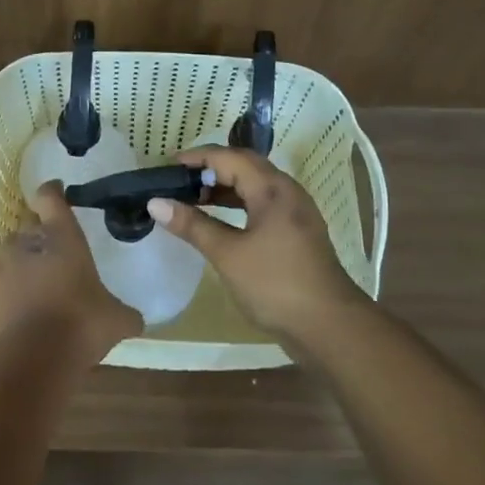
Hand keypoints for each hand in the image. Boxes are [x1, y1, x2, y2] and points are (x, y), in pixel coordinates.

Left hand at [0, 182, 142, 364]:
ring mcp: (3, 262)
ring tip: (25, 265)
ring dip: (16, 252)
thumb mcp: (118, 320)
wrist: (39, 354)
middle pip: (31, 228)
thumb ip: (126, 315)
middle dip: (40, 237)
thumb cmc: (83, 325)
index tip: (57, 193)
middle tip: (53, 257)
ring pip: (6, 244)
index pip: (53, 200)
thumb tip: (136, 320)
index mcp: (64, 237)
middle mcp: (31, 241)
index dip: (53, 194)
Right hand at [147, 147, 364, 339]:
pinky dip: (237, 205)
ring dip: (223, 188)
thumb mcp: (227, 254)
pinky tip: (220, 220)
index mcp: (272, 188)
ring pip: (254, 186)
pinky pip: (261, 204)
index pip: (228, 157)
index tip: (166, 166)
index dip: (196, 158)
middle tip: (177, 181)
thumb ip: (192, 225)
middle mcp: (287, 191)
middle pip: (243, 166)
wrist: (329, 326)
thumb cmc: (275, 284)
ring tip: (192, 198)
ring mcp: (295, 212)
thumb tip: (155, 202)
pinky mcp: (296, 232)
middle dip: (209, 169)